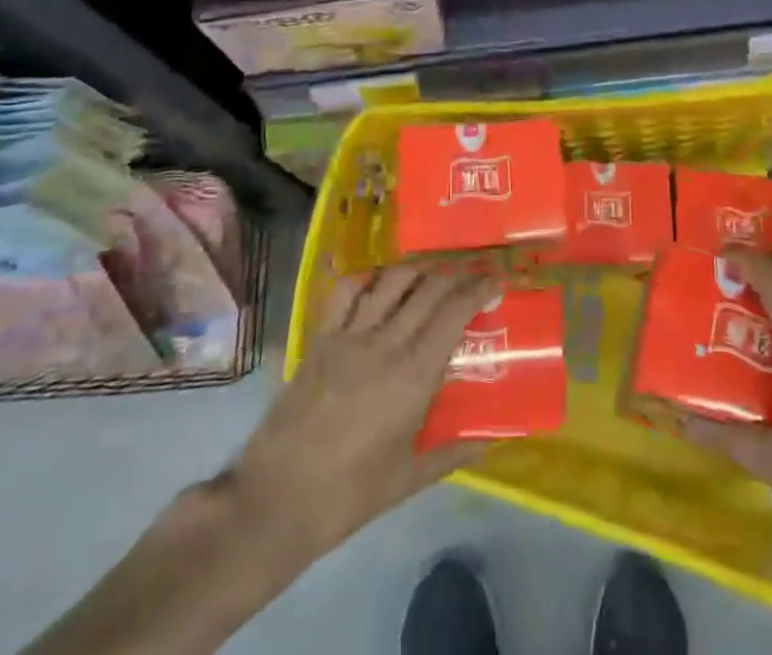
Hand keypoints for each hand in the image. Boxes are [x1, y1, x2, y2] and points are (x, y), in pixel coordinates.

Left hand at [230, 266, 491, 561]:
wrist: (275, 500)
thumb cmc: (348, 495)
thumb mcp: (408, 479)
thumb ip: (453, 452)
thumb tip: (492, 439)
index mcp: (414, 375)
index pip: (455, 312)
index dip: (479, 289)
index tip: (496, 280)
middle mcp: (387, 342)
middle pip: (429, 288)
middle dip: (456, 275)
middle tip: (471, 276)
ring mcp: (350, 335)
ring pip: (392, 280)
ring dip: (418, 270)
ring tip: (432, 275)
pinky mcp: (321, 338)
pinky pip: (347, 291)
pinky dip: (369, 277)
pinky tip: (380, 284)